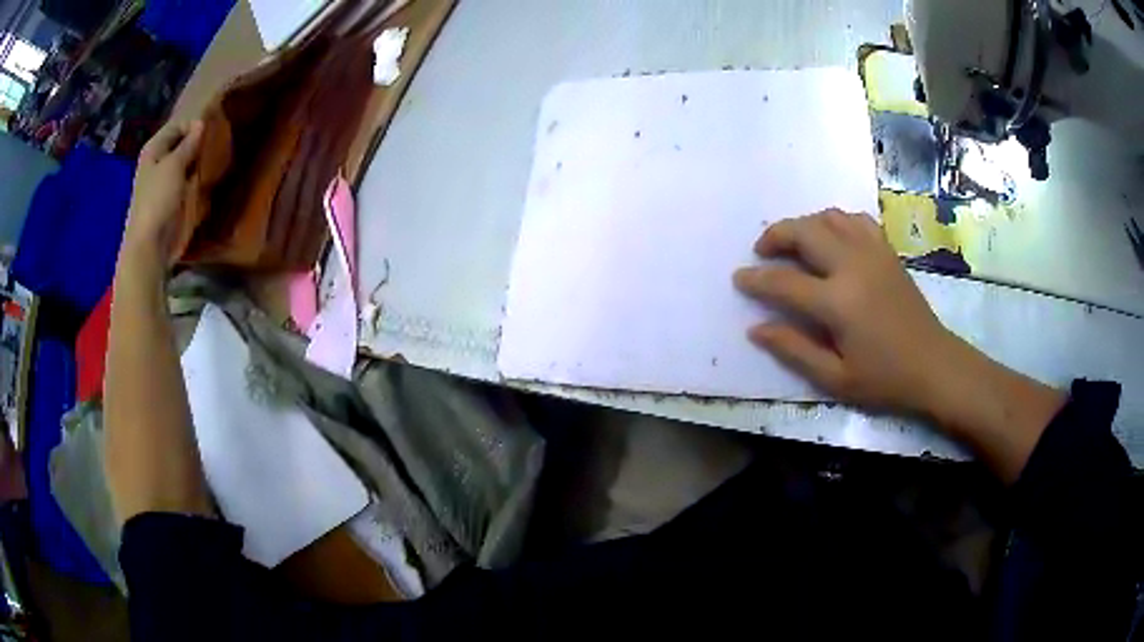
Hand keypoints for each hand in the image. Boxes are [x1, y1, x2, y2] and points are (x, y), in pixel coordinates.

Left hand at [123, 120, 203, 263]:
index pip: (177, 126)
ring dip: (197, 160)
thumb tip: (201, 124)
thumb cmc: (158, 200)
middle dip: (197, 142)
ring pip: (185, 161)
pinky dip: (196, 177)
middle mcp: (157, 161)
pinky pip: (186, 180)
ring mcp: (164, 181)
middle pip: (180, 143)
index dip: (193, 125)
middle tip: (215, 143)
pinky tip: (206, 177)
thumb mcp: (174, 166)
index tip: (212, 129)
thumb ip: (189, 144)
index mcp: (153, 149)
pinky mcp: (171, 198)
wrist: (150, 244)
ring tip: (214, 158)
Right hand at [733, 209, 958, 415]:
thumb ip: (794, 350)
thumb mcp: (835, 378)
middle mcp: (853, 266)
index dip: (756, 279)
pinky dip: (836, 222)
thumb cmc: (884, 379)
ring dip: (804, 224)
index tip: (739, 278)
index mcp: (838, 302)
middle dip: (775, 235)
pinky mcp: (886, 251)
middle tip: (761, 251)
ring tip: (793, 244)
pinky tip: (832, 238)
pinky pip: (855, 220)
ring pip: (828, 217)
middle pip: (804, 232)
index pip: (784, 282)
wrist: (934, 365)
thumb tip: (756, 328)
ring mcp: (873, 253)